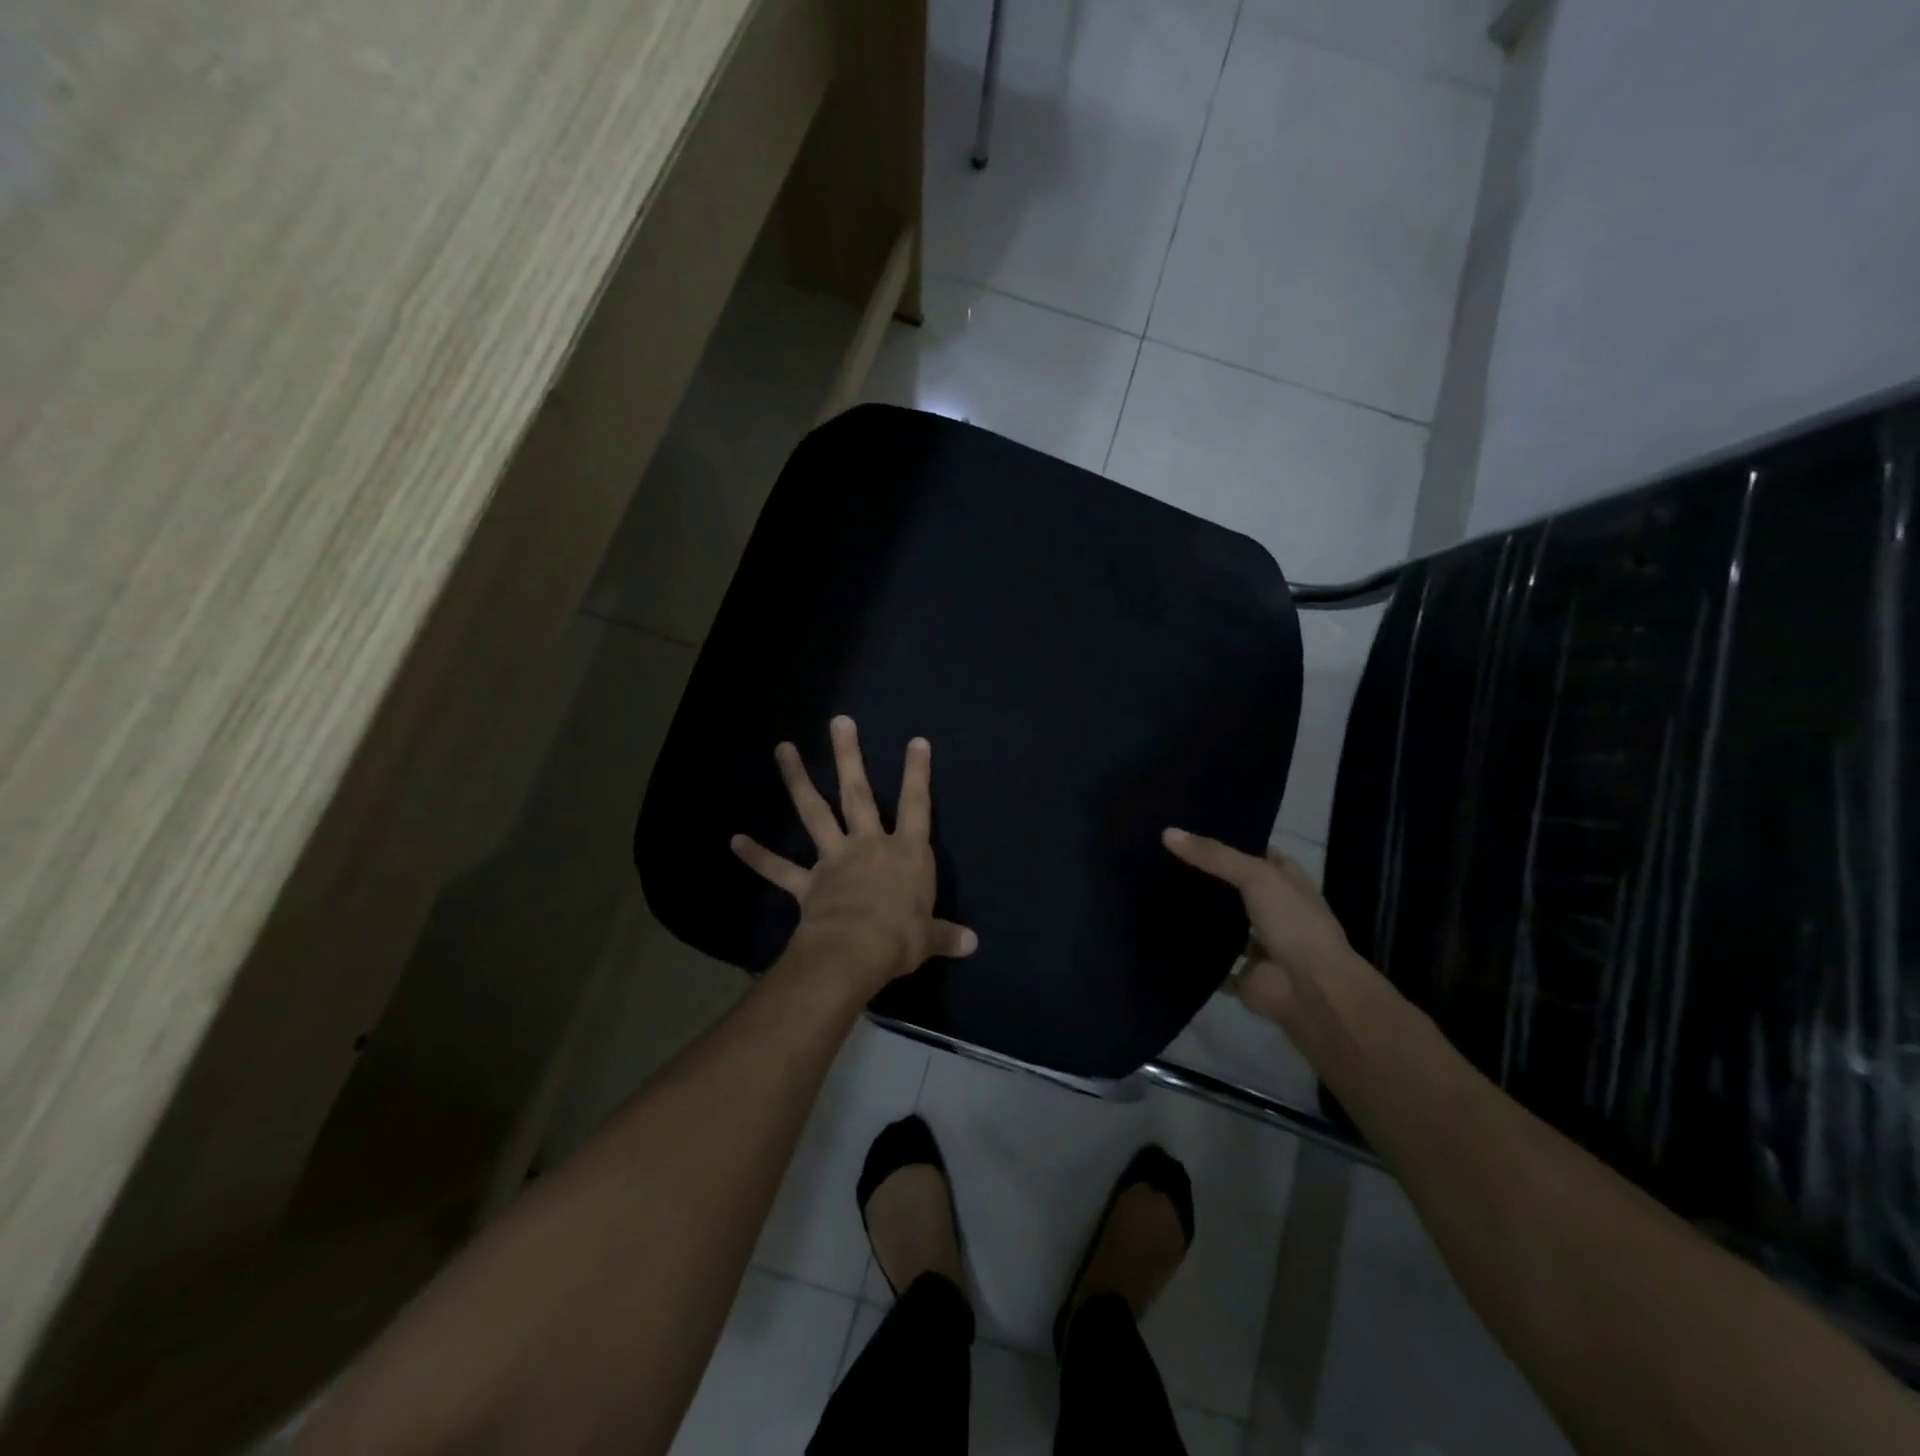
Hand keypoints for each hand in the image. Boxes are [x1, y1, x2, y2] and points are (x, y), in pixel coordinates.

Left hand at [733, 716, 977, 993]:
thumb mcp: (929, 937)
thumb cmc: (900, 938)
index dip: (917, 773)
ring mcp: (834, 860)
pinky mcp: (808, 884)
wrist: (854, 952)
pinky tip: (736, 840)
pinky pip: (781, 869)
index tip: (916, 741)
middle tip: (839, 721)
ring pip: (814, 813)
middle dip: (849, 756)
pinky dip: (759, 856)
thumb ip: (947, 934)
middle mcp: (869, 846)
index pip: (916, 805)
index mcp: (905, 853)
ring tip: (783, 748)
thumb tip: (972, 944)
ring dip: (797, 780)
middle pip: (858, 793)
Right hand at [1160, 827, 1367, 1035]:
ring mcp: (1260, 946)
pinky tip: (1165, 940)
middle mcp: (1275, 910)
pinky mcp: (1245, 976)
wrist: (1311, 989)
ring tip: (1156, 895)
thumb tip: (1167, 833)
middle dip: (1207, 879)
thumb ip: (1212, 855)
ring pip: (1225, 928)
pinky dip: (1197, 958)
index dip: (1229, 841)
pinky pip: (1215, 965)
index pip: (1256, 852)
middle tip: (1162, 861)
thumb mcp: (1255, 875)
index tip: (1190, 831)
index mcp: (1287, 881)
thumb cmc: (1292, 922)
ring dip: (1201, 919)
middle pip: (1236, 890)